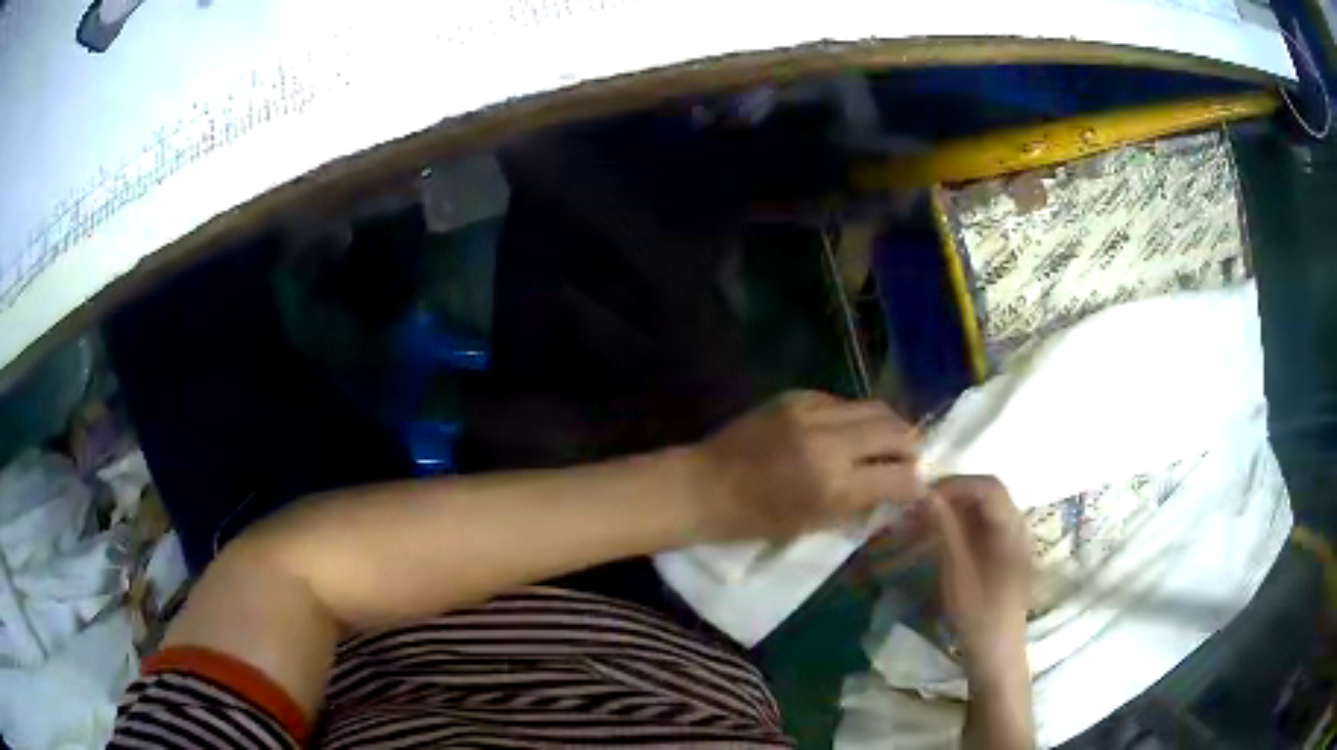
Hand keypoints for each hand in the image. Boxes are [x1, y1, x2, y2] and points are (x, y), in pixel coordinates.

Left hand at [689, 390, 923, 540]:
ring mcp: (812, 412)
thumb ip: (859, 506)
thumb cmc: (755, 520)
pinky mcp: (796, 396)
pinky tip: (846, 432)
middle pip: (896, 430)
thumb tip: (897, 491)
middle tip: (908, 460)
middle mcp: (829, 443)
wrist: (704, 485)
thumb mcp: (812, 526)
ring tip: (884, 443)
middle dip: (911, 447)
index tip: (917, 488)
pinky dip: (854, 418)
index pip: (900, 477)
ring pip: (874, 408)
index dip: (916, 484)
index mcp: (833, 486)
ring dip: (888, 427)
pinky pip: (843, 402)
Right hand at [925, 476, 1032, 680]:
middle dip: (954, 494)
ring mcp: (1016, 539)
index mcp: (1013, 528)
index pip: (988, 486)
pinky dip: (963, 523)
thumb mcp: (957, 572)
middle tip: (921, 506)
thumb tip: (927, 494)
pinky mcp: (1008, 552)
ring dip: (956, 508)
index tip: (924, 495)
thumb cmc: (978, 615)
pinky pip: (987, 524)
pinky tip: (943, 536)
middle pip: (988, 493)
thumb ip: (945, 530)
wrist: (997, 653)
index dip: (955, 484)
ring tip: (926, 519)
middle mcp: (1019, 526)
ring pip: (986, 508)